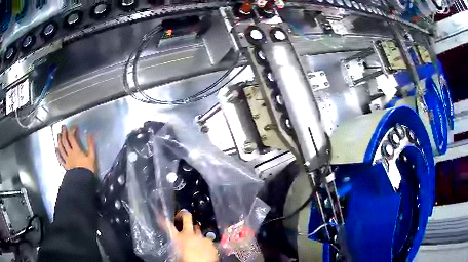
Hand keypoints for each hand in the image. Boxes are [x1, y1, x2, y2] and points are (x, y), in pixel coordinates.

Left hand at [56, 125, 96, 173]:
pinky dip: (57, 153)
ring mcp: (66, 160)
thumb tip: (90, 134)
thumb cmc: (88, 169)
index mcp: (76, 150)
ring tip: (58, 135)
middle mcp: (70, 153)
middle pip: (65, 141)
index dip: (72, 130)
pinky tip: (56, 149)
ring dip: (59, 141)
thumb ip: (91, 145)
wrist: (83, 182)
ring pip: (61, 148)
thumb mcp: (92, 156)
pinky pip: (60, 158)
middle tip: (63, 127)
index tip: (74, 127)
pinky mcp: (65, 166)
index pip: (72, 137)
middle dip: (64, 133)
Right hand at [168, 210, 218, 261]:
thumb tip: (176, 245)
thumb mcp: (176, 254)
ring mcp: (201, 237)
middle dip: (185, 214)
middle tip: (183, 215)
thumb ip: (176, 247)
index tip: (162, 216)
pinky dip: (205, 243)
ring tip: (195, 240)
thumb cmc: (185, 261)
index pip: (168, 225)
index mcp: (177, 238)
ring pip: (198, 229)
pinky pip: (207, 240)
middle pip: (187, 218)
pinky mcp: (210, 242)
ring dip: (196, 233)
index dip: (164, 220)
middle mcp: (189, 234)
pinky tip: (205, 249)